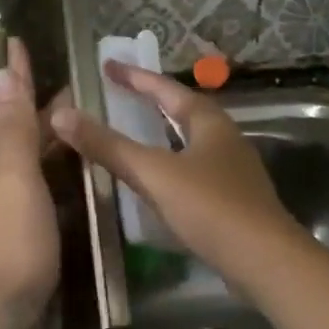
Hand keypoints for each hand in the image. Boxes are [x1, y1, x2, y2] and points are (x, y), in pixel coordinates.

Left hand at [0, 39, 60, 328]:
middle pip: (18, 133)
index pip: (9, 105)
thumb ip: (13, 128)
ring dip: (46, 141)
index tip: (18, 42)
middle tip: (73, 90)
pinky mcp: (11, 235)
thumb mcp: (15, 177)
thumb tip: (2, 74)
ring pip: (25, 161)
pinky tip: (66, 182)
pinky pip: (32, 188)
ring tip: (76, 129)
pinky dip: (48, 172)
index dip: (17, 75)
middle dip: (39, 108)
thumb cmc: (11, 239)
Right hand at [51, 61, 312, 301]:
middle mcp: (225, 139)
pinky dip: (170, 165)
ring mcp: (233, 171)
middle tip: (120, 94)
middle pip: (183, 111)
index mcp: (209, 123)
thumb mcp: (153, 173)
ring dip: (162, 134)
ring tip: (134, 133)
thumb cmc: (210, 207)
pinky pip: (194, 170)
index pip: (166, 89)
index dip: (135, 76)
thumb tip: (61, 113)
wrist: (266, 263)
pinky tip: (157, 182)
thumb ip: (108, 146)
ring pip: (190, 142)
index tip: (108, 65)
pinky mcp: (234, 201)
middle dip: (152, 101)